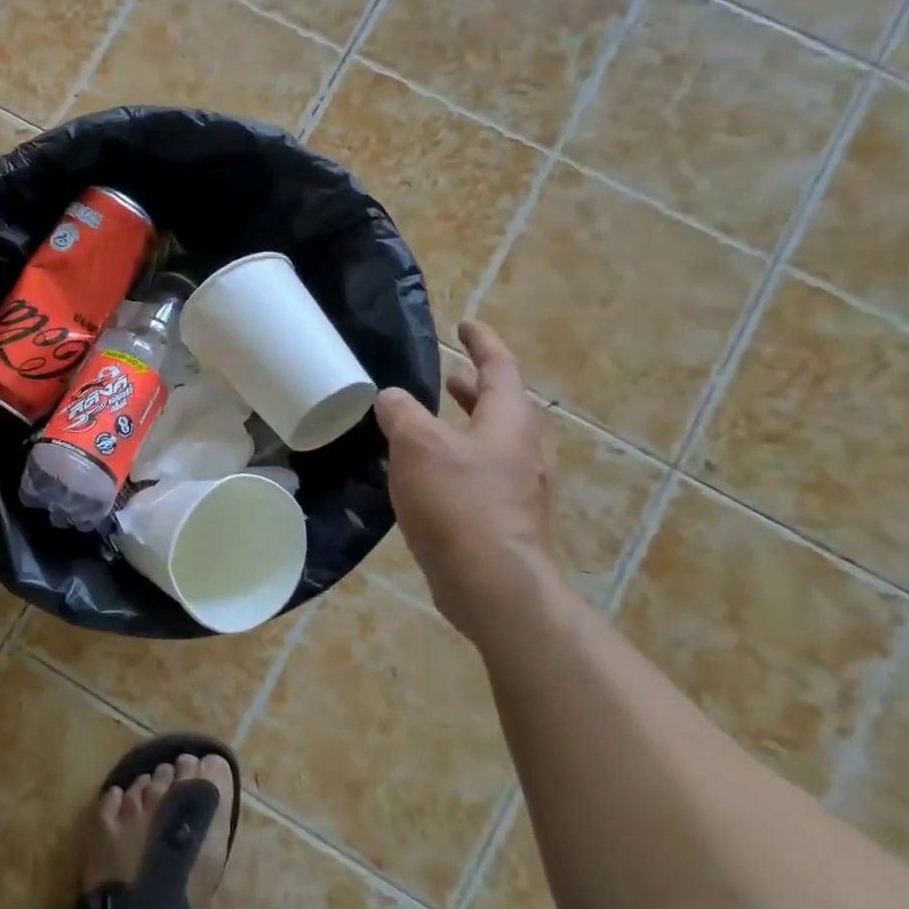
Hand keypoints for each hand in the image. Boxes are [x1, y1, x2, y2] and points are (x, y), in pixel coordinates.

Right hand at [375, 320, 555, 647]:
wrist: (492, 585)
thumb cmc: (459, 503)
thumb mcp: (419, 446)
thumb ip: (402, 413)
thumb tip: (391, 397)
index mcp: (506, 423)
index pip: (500, 368)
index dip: (483, 343)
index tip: (466, 324)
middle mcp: (518, 452)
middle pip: (499, 408)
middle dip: (473, 389)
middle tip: (448, 376)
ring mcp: (513, 491)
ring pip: (486, 444)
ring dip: (461, 426)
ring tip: (426, 424)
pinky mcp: (499, 523)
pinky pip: (474, 477)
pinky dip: (451, 462)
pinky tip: (420, 477)